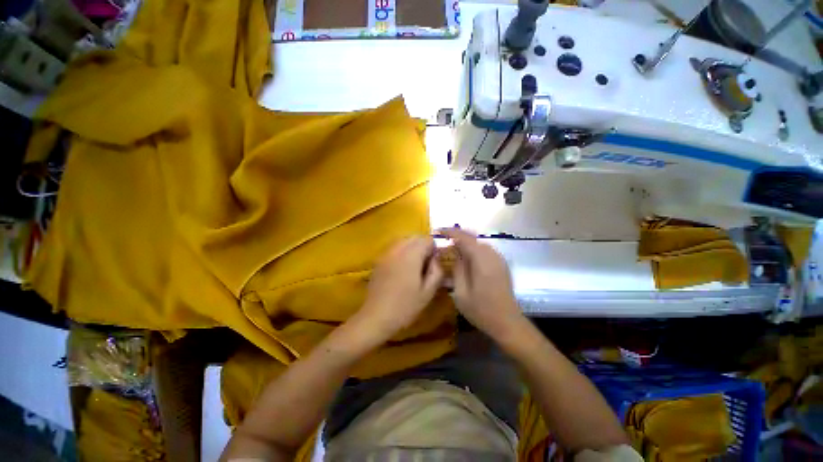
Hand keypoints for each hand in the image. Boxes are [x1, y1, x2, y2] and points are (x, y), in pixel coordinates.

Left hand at [356, 236, 443, 341]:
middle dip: (423, 246)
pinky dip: (402, 251)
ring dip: (412, 247)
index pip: (427, 239)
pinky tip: (402, 268)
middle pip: (414, 237)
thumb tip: (436, 258)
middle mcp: (397, 249)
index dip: (434, 248)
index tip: (434, 262)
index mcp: (411, 255)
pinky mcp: (379, 259)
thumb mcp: (428, 292)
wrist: (376, 317)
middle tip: (426, 264)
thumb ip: (437, 271)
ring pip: (403, 240)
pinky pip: (394, 248)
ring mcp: (386, 253)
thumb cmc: (405, 306)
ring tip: (415, 265)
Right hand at [440, 228, 524, 340]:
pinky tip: (466, 257)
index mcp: (481, 259)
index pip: (463, 237)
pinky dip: (473, 249)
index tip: (437, 231)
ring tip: (452, 248)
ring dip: (465, 242)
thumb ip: (457, 269)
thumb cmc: (481, 310)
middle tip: (443, 240)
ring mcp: (498, 259)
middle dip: (457, 236)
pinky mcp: (501, 264)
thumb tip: (455, 253)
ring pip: (478, 243)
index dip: (450, 232)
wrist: (507, 323)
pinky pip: (484, 250)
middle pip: (472, 238)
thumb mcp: (461, 292)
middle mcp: (492, 254)